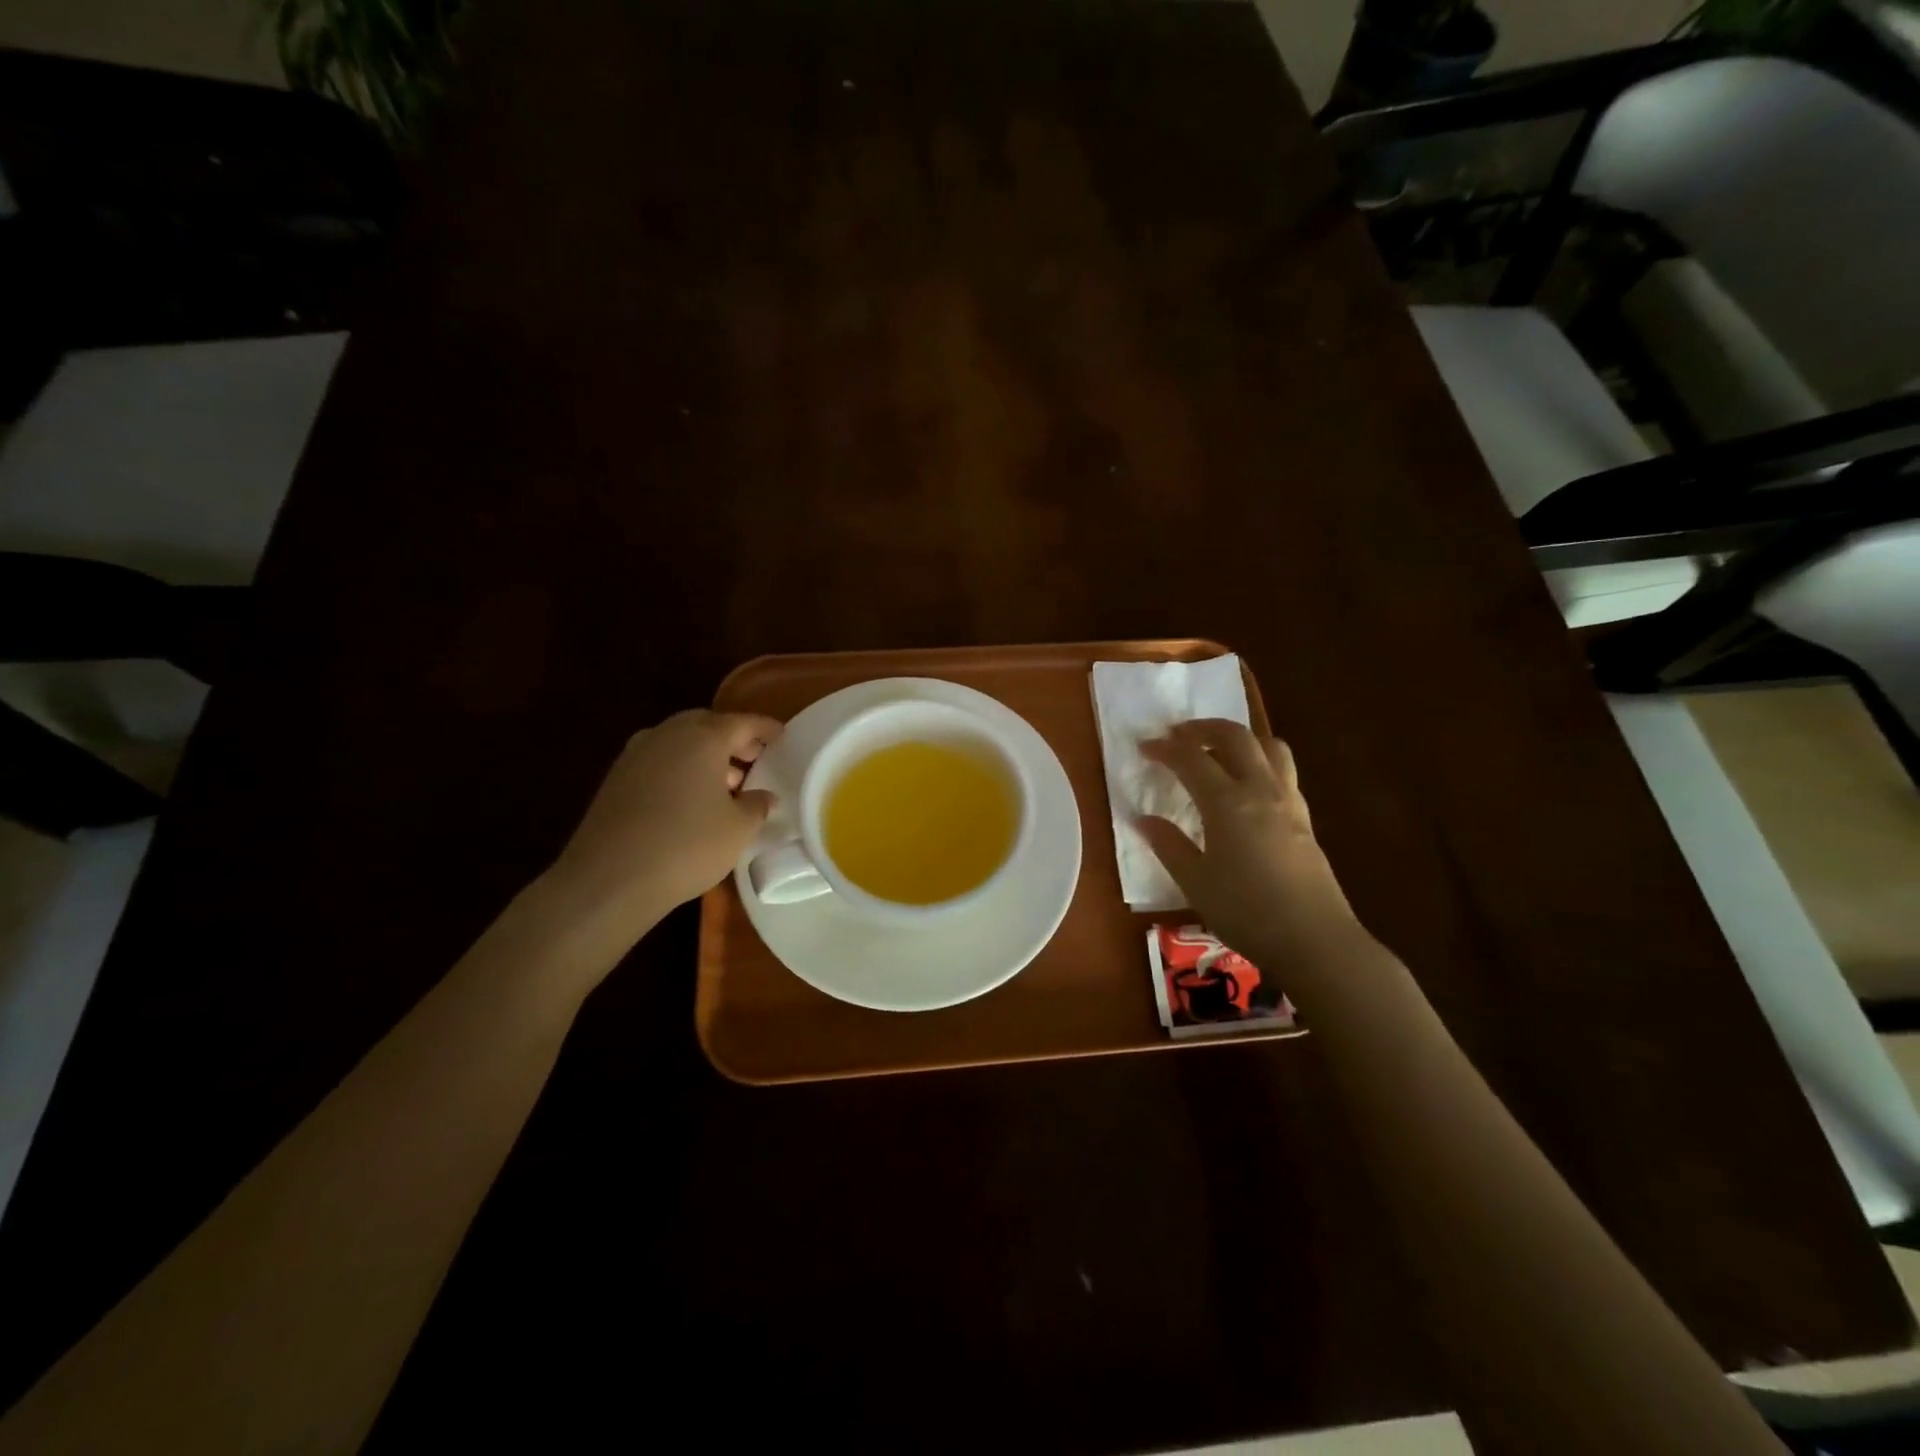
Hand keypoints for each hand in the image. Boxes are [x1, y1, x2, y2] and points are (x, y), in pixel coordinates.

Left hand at [546, 710, 782, 952]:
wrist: (609, 879)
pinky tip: (690, 799)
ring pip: (679, 742)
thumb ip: (756, 805)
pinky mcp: (616, 779)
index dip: (766, 729)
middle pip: (707, 725)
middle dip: (732, 739)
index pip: (742, 722)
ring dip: (705, 756)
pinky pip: (659, 762)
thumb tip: (763, 796)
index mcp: (702, 737)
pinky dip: (680, 770)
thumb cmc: (686, 845)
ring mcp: (636, 755)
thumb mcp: (738, 828)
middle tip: (754, 759)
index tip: (782, 737)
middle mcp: (667, 735)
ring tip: (726, 784)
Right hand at [1138, 720, 1358, 965]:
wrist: (1314, 940)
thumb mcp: (1195, 882)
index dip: (1165, 748)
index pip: (1191, 758)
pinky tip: (1246, 787)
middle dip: (1203, 728)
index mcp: (1227, 802)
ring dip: (1240, 738)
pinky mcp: (1304, 819)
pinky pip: (1282, 771)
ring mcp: (1288, 802)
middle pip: (1236, 737)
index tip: (1144, 747)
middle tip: (1179, 736)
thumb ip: (1168, 845)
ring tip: (1217, 751)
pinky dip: (1259, 762)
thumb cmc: (1246, 912)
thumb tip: (1143, 819)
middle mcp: (1260, 790)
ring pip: (1269, 747)